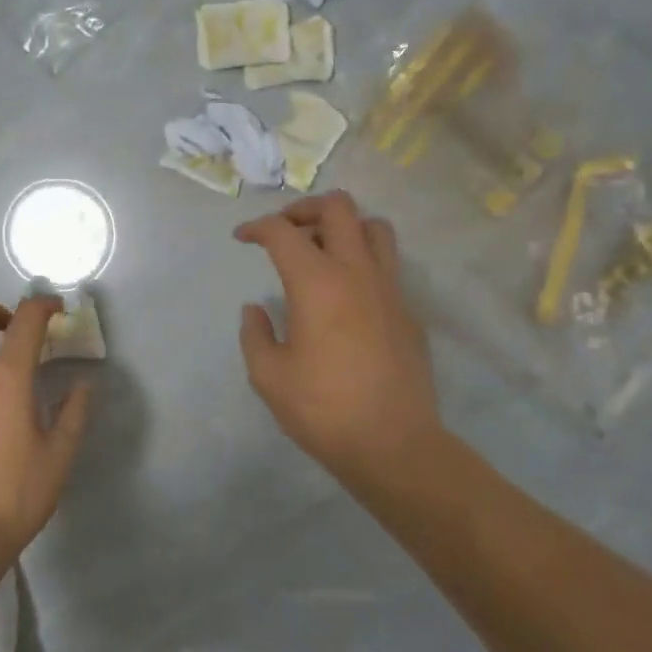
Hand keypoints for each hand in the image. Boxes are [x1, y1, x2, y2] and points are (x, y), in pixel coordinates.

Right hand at [234, 192, 442, 487]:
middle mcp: (357, 272)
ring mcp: (390, 289)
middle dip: (305, 208)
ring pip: (374, 227)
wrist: (393, 444)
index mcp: (317, 282)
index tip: (242, 238)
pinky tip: (347, 296)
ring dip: (345, 227)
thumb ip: (255, 334)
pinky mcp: (408, 311)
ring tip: (323, 251)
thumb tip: (256, 310)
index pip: (282, 232)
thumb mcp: (268, 377)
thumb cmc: (323, 409)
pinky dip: (364, 262)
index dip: (257, 227)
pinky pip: (388, 265)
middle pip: (338, 207)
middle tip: (286, 230)